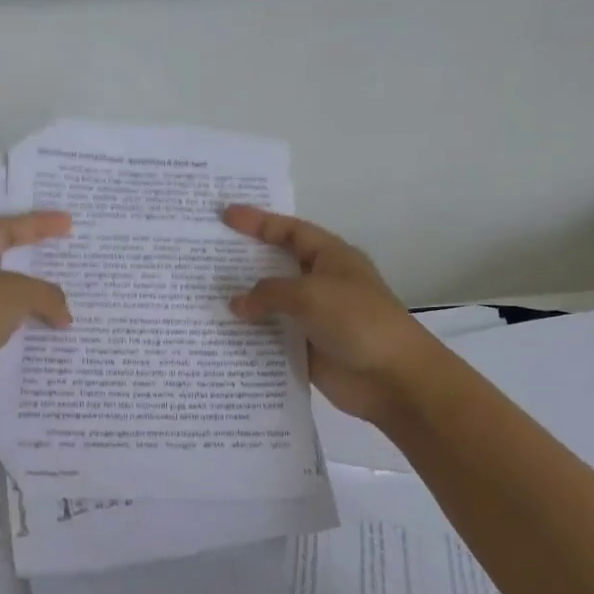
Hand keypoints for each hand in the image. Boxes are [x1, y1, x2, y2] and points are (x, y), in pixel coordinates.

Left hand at [0, 212, 73, 429]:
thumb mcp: (14, 291)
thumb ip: (46, 295)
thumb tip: (64, 316)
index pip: (4, 229)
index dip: (37, 224)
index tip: (69, 223)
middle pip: (6, 269)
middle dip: (38, 269)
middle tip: (71, 265)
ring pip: (10, 307)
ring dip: (38, 308)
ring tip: (74, 307)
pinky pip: (10, 338)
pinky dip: (32, 338)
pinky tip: (58, 340)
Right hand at [222, 206, 436, 423]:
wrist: (392, 377)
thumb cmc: (357, 320)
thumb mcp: (310, 294)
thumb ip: (268, 293)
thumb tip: (236, 304)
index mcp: (330, 257)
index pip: (290, 231)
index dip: (258, 222)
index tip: (225, 217)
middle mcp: (320, 283)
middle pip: (276, 266)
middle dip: (244, 262)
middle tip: (204, 257)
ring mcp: (313, 318)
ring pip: (271, 305)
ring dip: (243, 304)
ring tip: (201, 298)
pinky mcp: (307, 349)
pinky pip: (272, 338)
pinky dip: (250, 336)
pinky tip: (220, 336)